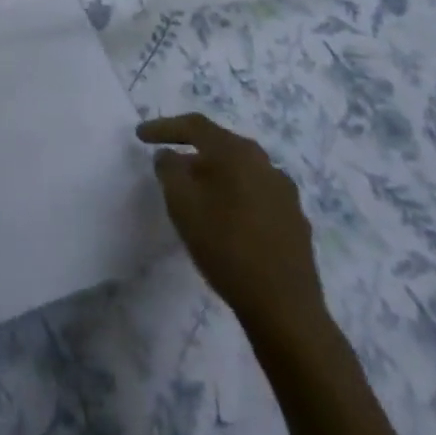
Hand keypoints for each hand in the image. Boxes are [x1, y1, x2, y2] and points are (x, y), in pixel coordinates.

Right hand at [137, 113, 328, 341]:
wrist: (286, 309)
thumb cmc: (227, 247)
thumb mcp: (182, 205)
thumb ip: (169, 170)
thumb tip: (169, 155)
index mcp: (237, 152)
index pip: (195, 126)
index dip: (164, 127)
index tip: (140, 136)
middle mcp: (264, 163)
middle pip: (220, 147)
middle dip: (191, 153)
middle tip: (169, 167)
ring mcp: (284, 192)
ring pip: (240, 173)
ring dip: (215, 178)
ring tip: (196, 197)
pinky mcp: (295, 221)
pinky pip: (256, 197)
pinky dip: (235, 199)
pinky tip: (226, 222)